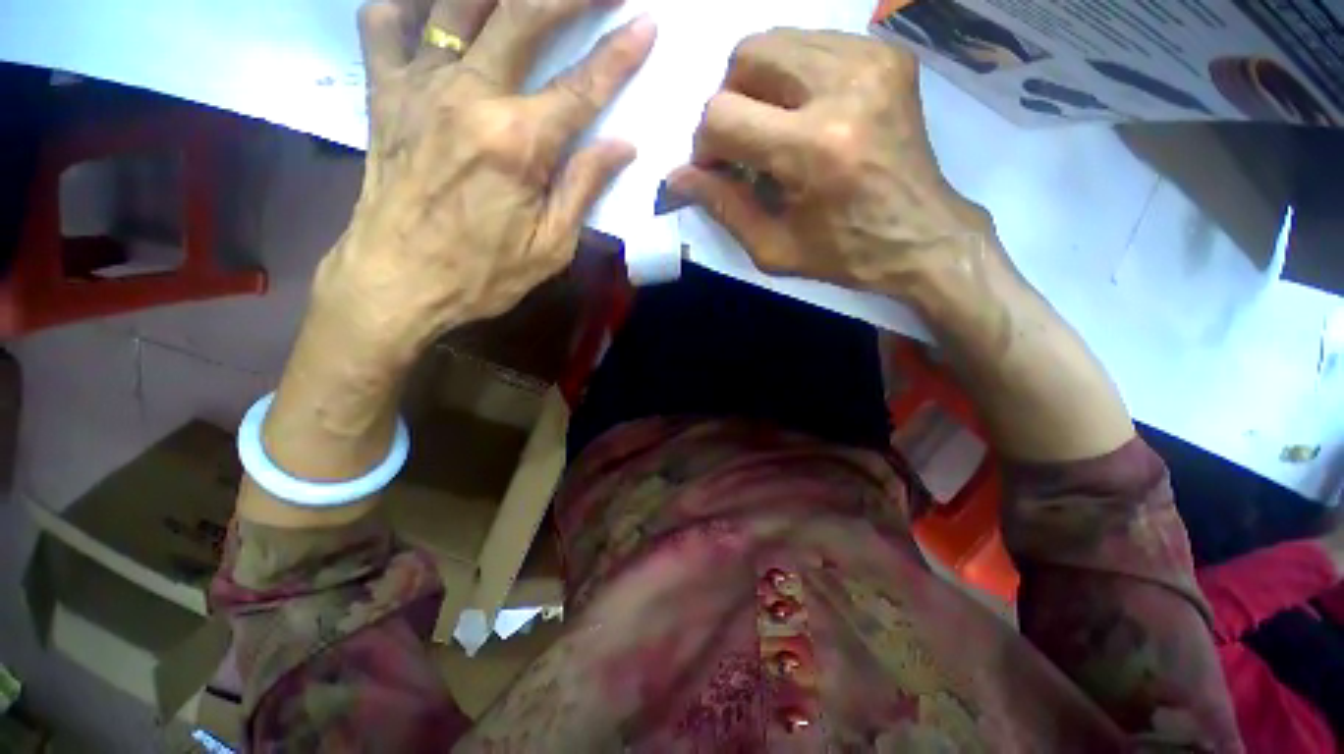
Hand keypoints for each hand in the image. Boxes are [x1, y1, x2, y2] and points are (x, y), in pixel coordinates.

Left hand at [315, 0, 656, 366]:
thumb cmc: (481, 275)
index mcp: (517, 144)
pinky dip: (408, 1)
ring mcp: (418, 86)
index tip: (646, 24)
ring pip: (457, 2)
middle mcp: (468, 97)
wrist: (395, 282)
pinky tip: (432, 5)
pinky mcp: (383, 92)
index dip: (618, 54)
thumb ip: (584, 188)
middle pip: (524, 15)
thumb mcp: (550, 248)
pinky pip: (384, 19)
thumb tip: (622, 146)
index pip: (581, 88)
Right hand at [667, 30, 992, 296]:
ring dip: (759, 86)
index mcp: (813, 150)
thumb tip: (677, 177)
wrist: (922, 236)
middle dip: (730, 102)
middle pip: (747, 56)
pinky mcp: (887, 55)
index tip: (719, 170)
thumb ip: (723, 207)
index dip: (706, 145)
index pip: (723, 116)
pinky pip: (813, 43)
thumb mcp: (774, 247)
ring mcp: (871, 62)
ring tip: (774, 130)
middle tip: (745, 144)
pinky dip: (793, 77)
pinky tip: (804, 114)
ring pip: (777, 41)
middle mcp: (843, 89)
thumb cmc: (844, 253)